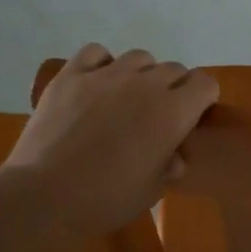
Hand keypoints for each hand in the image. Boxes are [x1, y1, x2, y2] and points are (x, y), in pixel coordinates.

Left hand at [9, 44, 217, 235]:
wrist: (45, 195)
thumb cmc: (106, 200)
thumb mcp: (151, 191)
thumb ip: (170, 165)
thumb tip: (173, 154)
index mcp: (173, 112)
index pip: (205, 83)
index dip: (203, 98)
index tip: (193, 115)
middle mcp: (146, 84)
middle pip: (174, 69)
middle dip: (174, 88)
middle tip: (158, 114)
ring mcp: (106, 75)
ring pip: (139, 57)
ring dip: (142, 74)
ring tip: (127, 97)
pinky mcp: (72, 74)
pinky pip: (96, 52)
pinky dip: (102, 62)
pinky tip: (97, 83)